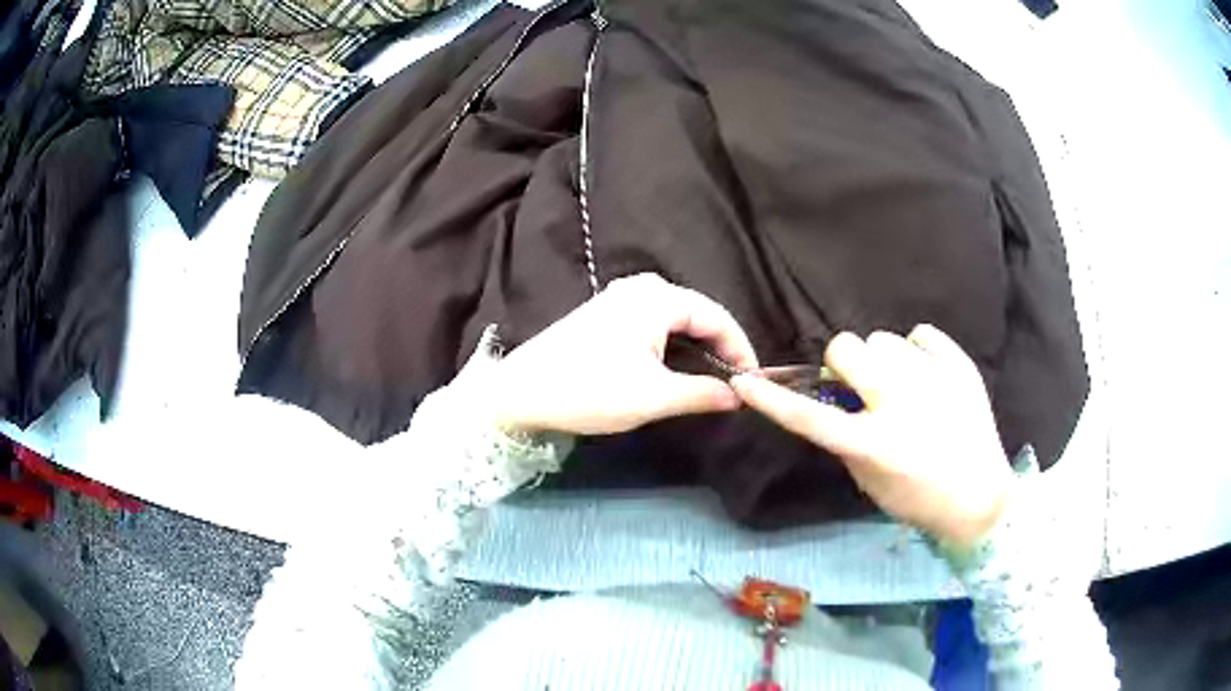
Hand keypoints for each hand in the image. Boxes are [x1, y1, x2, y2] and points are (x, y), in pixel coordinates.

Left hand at [485, 273, 758, 435]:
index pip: (716, 317)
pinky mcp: (605, 314)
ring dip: (697, 346)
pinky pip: (655, 323)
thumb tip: (739, 395)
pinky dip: (673, 344)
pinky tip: (676, 367)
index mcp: (656, 298)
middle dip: (720, 346)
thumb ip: (702, 393)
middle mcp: (641, 288)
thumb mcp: (652, 398)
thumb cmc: (588, 390)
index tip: (754, 380)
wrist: (520, 392)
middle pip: (698, 313)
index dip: (740, 348)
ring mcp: (620, 298)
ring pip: (676, 319)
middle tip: (736, 382)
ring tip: (712, 378)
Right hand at [731, 325, 1012, 546]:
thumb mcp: (870, 482)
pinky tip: (927, 376)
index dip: (771, 399)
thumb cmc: (919, 500)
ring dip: (881, 360)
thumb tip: (836, 401)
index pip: (808, 417)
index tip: (745, 382)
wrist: (980, 498)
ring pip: (883, 338)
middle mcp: (900, 403)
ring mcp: (933, 379)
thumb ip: (845, 441)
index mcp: (873, 443)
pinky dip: (917, 352)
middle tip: (860, 387)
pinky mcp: (959, 365)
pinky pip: (921, 334)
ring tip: (902, 385)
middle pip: (847, 347)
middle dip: (844, 364)